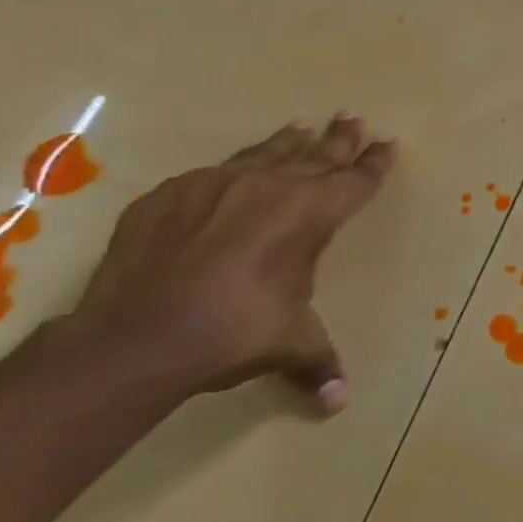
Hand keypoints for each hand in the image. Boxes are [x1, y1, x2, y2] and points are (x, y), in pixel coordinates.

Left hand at [66, 116, 395, 413]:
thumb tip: (338, 403)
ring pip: (264, 153)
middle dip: (339, 138)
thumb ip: (319, 363)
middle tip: (352, 119)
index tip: (387, 145)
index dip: (374, 164)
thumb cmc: (234, 332)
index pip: (355, 180)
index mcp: (312, 214)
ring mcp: (215, 185)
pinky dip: (235, 169)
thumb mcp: (290, 344)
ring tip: (300, 129)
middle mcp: (270, 187)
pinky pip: (213, 173)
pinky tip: (233, 173)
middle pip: (316, 154)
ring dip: (288, 143)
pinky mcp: (169, 196)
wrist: (135, 337)